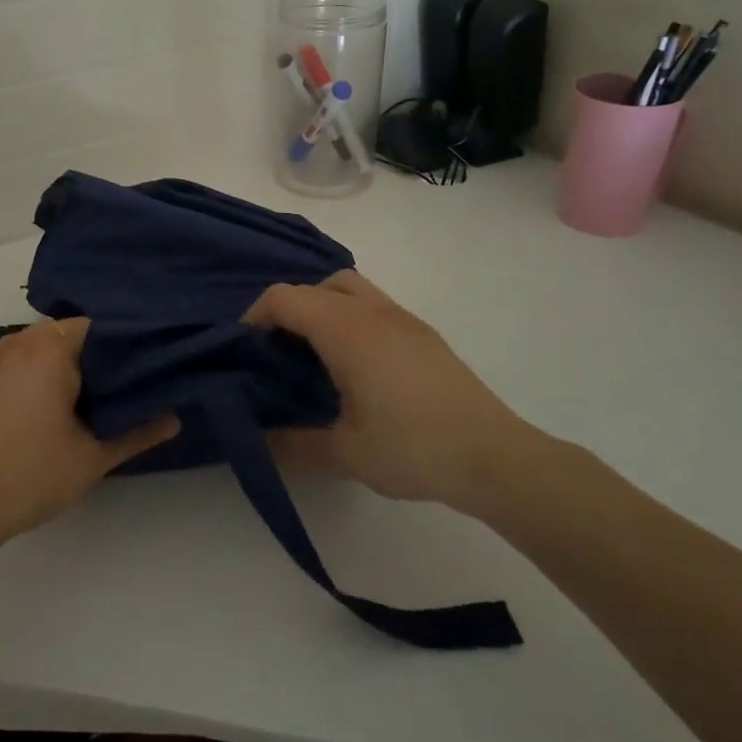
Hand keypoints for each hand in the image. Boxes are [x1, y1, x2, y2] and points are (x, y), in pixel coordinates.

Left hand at [0, 319, 176, 571]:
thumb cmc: (28, 476)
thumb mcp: (92, 459)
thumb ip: (137, 433)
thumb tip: (174, 418)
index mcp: (50, 348)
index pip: (101, 327)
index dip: (128, 344)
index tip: (150, 366)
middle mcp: (20, 341)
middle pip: (72, 334)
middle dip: (99, 357)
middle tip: (127, 386)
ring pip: (44, 348)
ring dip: (68, 366)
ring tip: (95, 397)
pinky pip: (21, 363)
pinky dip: (41, 374)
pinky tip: (53, 408)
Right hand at [245, 271, 545, 514]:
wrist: (495, 457)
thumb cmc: (413, 449)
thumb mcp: (345, 453)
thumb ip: (293, 443)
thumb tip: (258, 440)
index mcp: (346, 329)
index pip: (285, 297)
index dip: (255, 315)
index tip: (246, 350)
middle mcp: (372, 311)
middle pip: (315, 285)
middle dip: (287, 309)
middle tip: (278, 353)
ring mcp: (402, 318)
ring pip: (348, 287)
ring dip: (321, 307)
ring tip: (314, 355)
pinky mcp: (423, 333)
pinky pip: (371, 304)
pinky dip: (348, 316)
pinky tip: (354, 364)